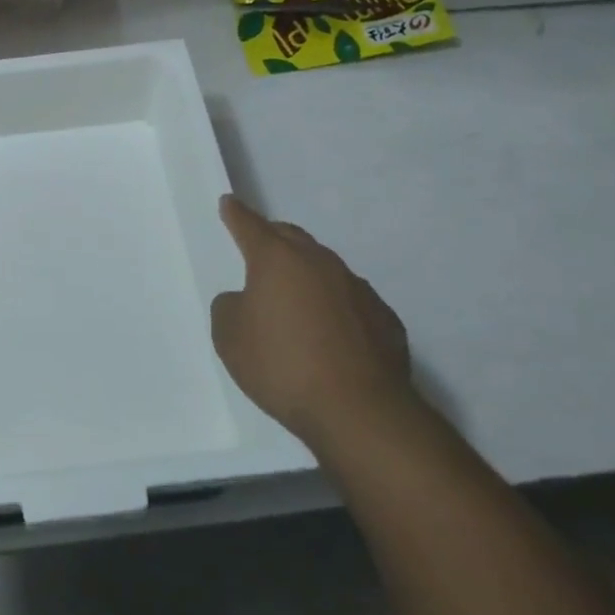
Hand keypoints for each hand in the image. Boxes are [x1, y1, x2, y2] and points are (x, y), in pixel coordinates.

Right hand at [212, 194, 414, 451]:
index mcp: (277, 259)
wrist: (360, 412)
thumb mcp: (229, 337)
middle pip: (291, 237)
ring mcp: (357, 288)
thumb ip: (229, 307)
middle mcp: (319, 262)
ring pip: (325, 268)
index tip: (229, 202)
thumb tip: (246, 300)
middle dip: (273, 238)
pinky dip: (336, 307)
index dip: (236, 214)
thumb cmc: (283, 366)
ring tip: (296, 301)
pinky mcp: (385, 319)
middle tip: (261, 249)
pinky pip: (352, 301)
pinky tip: (332, 334)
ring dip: (307, 275)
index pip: (250, 225)